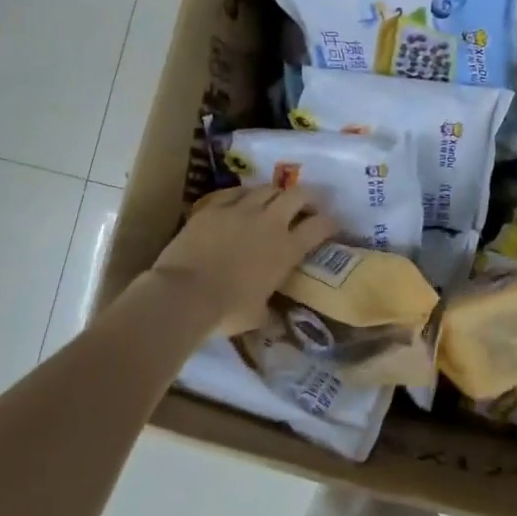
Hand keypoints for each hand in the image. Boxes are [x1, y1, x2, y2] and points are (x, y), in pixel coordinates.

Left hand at [144, 187, 338, 331]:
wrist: (184, 294)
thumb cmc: (226, 310)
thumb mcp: (257, 317)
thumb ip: (271, 316)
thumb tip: (279, 327)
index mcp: (287, 250)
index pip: (319, 226)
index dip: (330, 223)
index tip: (332, 225)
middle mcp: (269, 223)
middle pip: (297, 195)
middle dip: (308, 196)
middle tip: (308, 205)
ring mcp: (240, 211)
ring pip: (267, 188)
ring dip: (276, 193)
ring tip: (275, 201)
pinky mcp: (213, 207)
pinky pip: (234, 192)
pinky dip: (244, 194)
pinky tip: (243, 199)